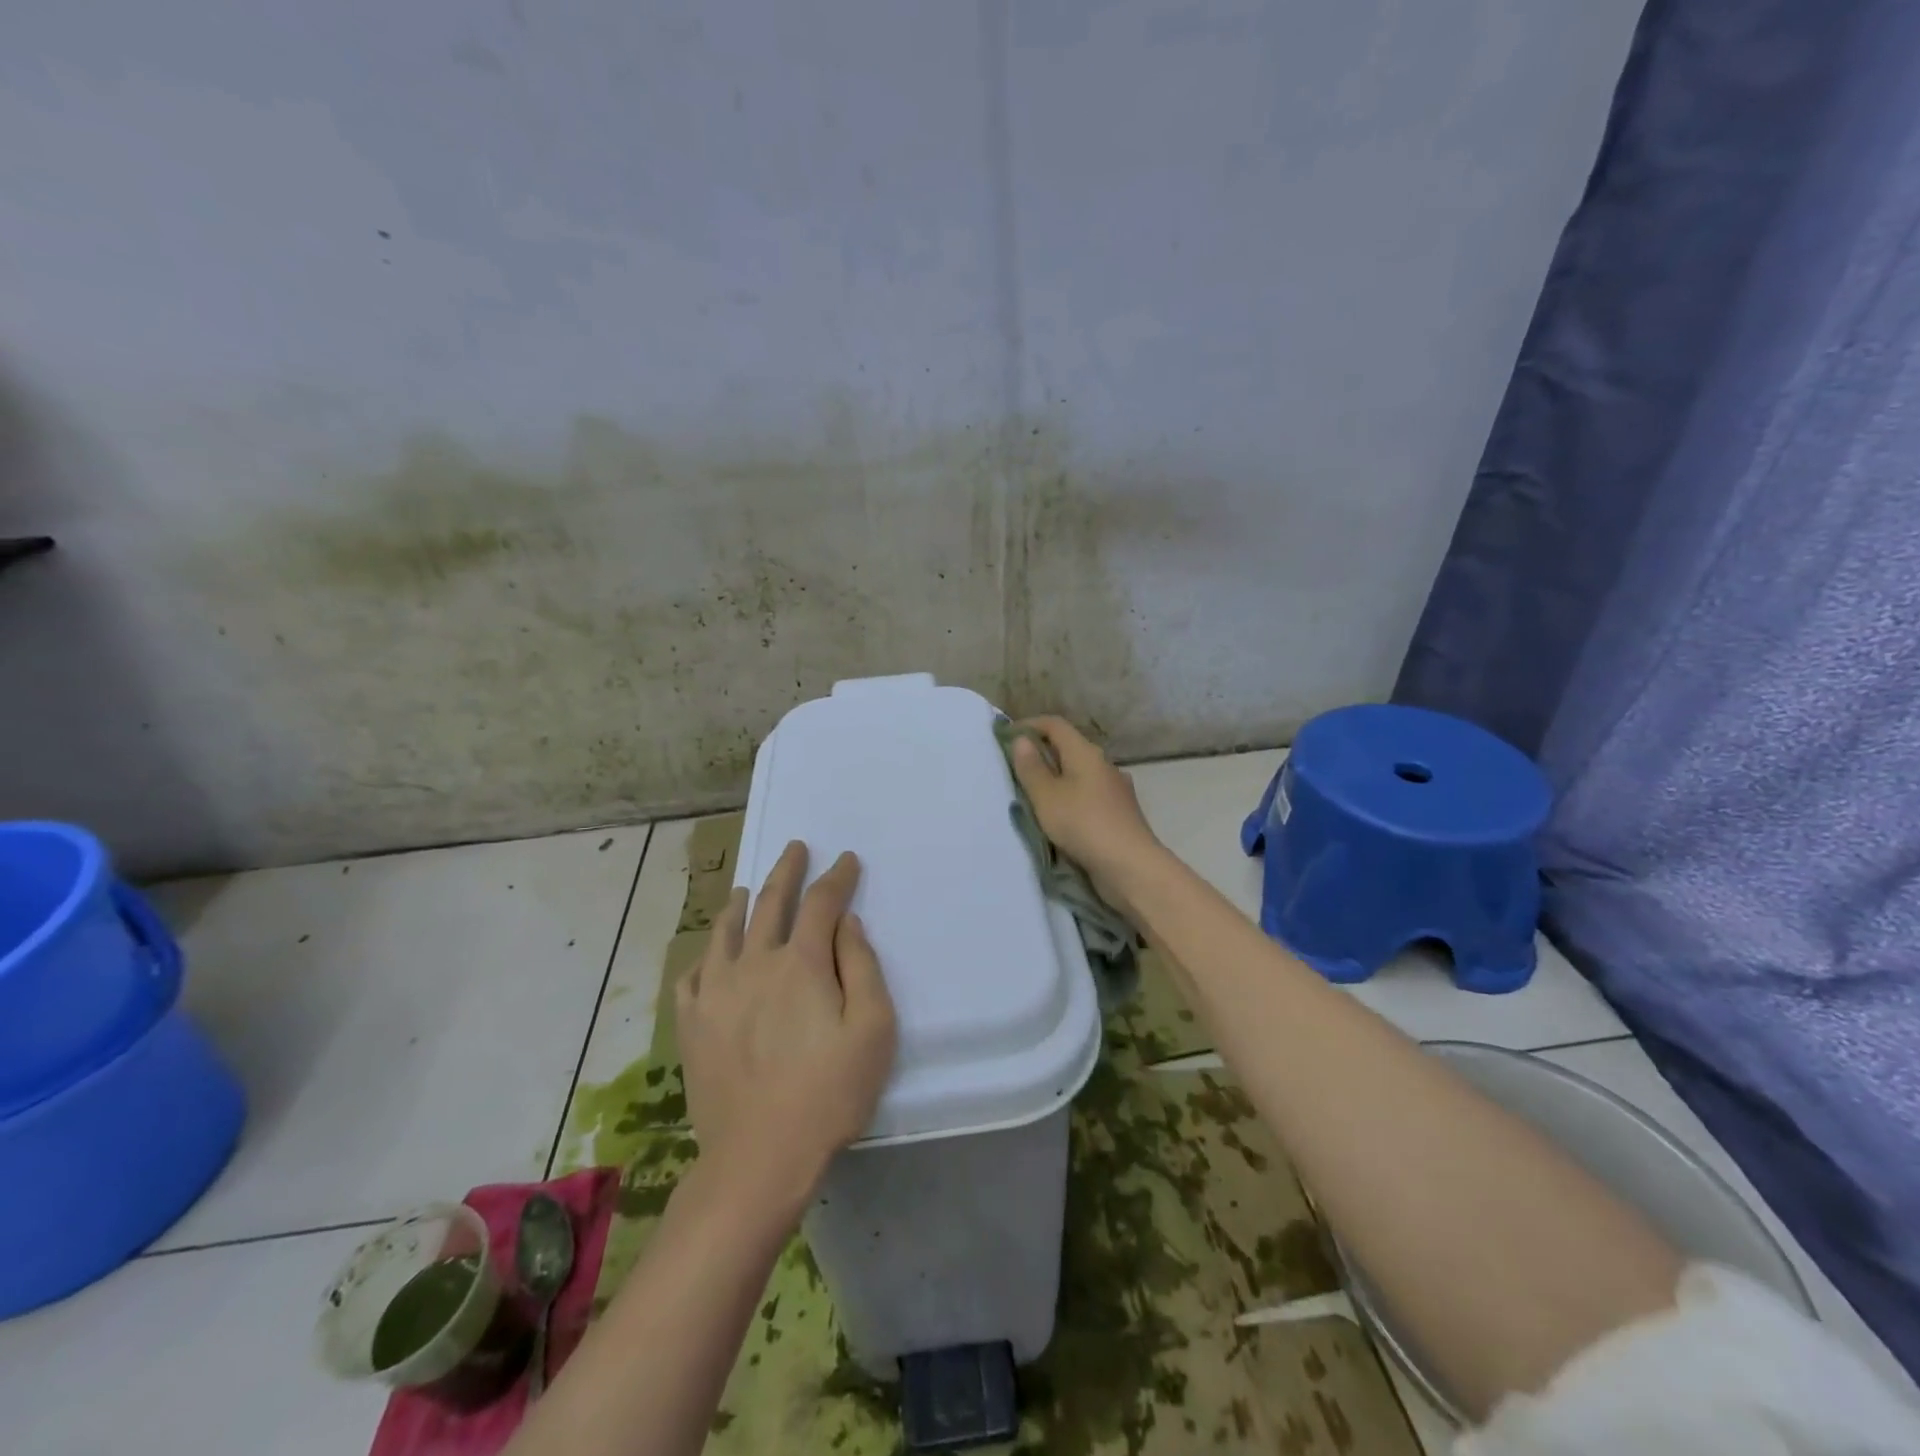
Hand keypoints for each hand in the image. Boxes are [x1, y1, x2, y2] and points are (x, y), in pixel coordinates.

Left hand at [676, 842, 896, 1212]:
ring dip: (740, 904)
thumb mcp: (872, 1028)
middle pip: (770, 903)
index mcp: (800, 963)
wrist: (758, 1158)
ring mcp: (716, 992)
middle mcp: (754, 963)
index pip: (821, 903)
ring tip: (745, 889)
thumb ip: (862, 966)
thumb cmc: (829, 1093)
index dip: (837, 877)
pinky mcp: (692, 1024)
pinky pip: (692, 976)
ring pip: (725, 932)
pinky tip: (709, 955)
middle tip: (794, 848)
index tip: (847, 860)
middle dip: (786, 871)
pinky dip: (704, 957)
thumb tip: (846, 922)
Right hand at [1008, 716, 1165, 908]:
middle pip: (1068, 747)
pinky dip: (1071, 796)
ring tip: (1035, 794)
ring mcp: (1115, 788)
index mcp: (1085, 752)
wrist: (1131, 866)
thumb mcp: (1046, 797)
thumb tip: (1021, 740)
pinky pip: (1089, 794)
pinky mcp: (1119, 811)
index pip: (1055, 725)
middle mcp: (1103, 763)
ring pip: (1080, 773)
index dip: (1030, 725)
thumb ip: (1031, 768)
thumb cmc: (1083, 825)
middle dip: (1041, 752)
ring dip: (1057, 777)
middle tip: (1016, 768)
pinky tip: (1062, 815)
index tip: (1007, 737)